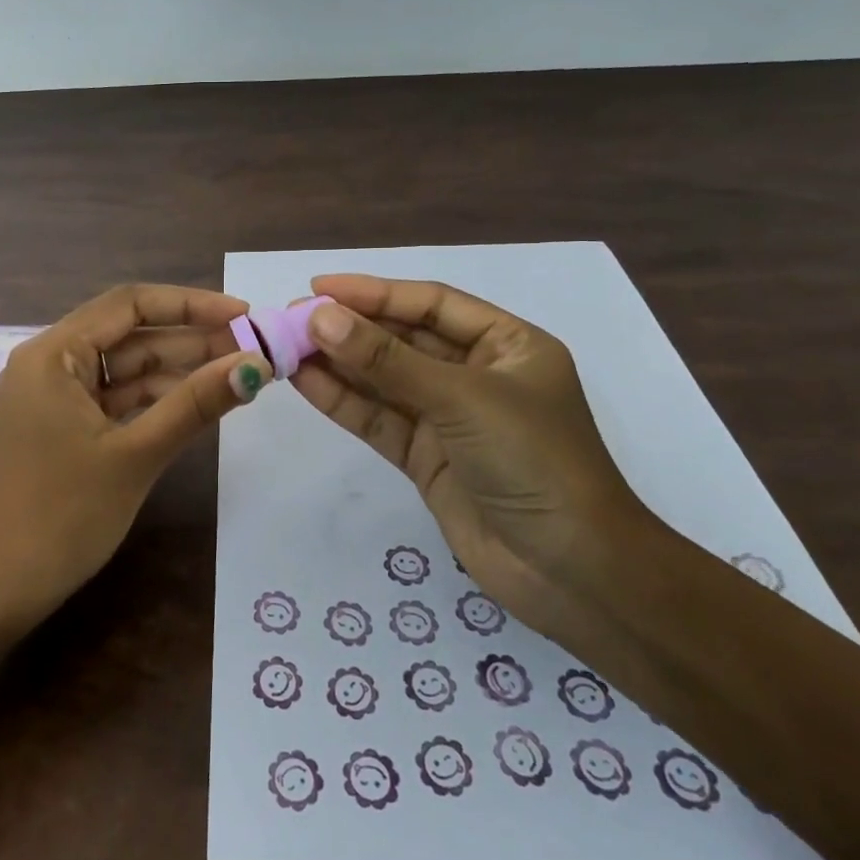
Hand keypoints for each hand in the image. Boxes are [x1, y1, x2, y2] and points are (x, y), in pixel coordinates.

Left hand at [0, 284, 271, 623]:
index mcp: (52, 354)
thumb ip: (195, 403)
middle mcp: (47, 364)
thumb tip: (255, 364)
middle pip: (128, 335)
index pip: (129, 304)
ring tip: (235, 375)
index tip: (242, 314)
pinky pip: (112, 400)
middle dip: (189, 341)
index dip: (190, 304)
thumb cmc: (61, 516)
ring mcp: (51, 399)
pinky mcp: (58, 429)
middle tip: (251, 349)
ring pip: (123, 370)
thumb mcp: (136, 455)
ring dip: (175, 372)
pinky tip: (195, 405)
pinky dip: (152, 401)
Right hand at [290, 274, 655, 635]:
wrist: (572, 573)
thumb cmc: (533, 461)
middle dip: (350, 328)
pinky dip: (343, 402)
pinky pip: (379, 420)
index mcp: (506, 345)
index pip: (431, 304)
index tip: (319, 286)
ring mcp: (449, 419)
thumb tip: (320, 317)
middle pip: (403, 339)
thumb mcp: (461, 399)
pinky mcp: (427, 458)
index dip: (374, 292)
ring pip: (385, 380)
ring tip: (286, 346)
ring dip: (339, 363)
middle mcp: (477, 375)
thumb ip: (387, 360)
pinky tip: (305, 381)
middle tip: (292, 317)